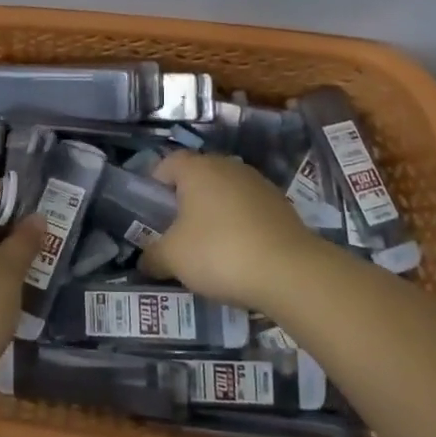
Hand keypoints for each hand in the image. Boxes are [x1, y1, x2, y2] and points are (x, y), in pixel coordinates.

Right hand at [146, 152, 334, 310]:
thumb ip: (152, 255)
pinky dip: (239, 225)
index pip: (166, 163)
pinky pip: (248, 210)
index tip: (149, 213)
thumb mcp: (173, 258)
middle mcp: (228, 167)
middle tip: (175, 231)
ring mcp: (259, 184)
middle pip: (197, 177)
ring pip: (225, 193)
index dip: (154, 185)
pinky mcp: (282, 206)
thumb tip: (144, 260)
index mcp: (197, 169)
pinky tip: (238, 254)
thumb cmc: (220, 252)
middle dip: (184, 201)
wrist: (291, 272)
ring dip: (214, 213)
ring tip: (208, 247)